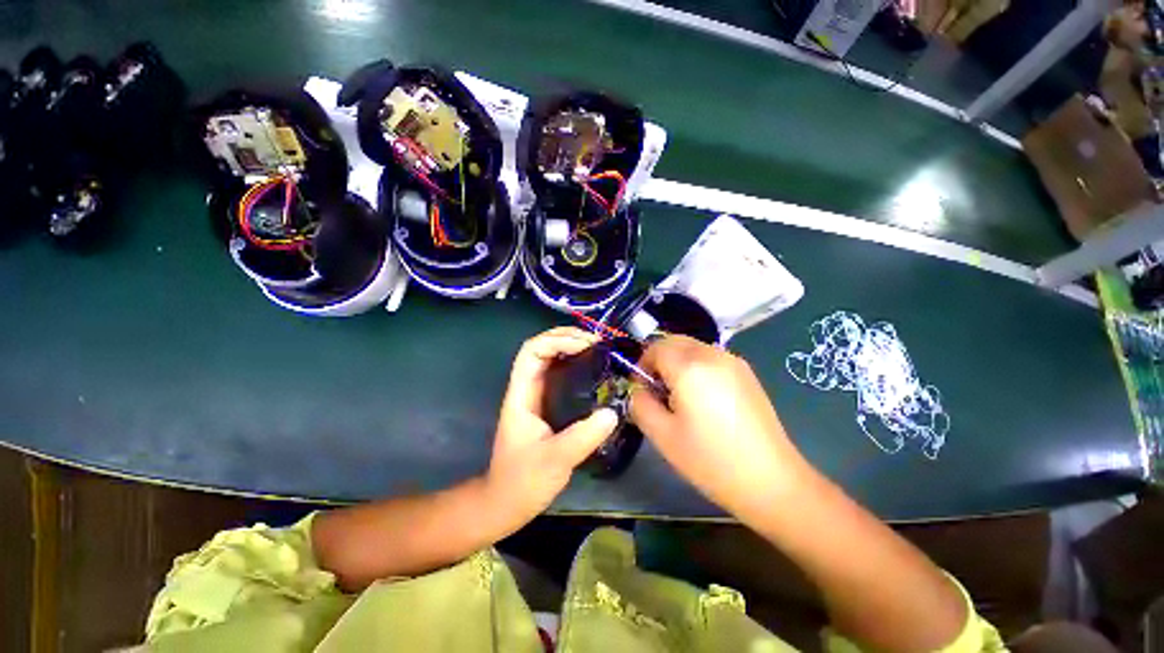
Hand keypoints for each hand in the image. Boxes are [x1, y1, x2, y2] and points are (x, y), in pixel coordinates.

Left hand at [486, 327, 618, 528]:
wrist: (506, 501)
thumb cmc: (523, 481)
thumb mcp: (555, 460)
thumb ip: (584, 436)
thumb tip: (613, 412)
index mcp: (522, 395)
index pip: (532, 352)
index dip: (556, 340)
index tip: (586, 345)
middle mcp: (527, 389)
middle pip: (541, 348)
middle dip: (566, 338)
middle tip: (597, 342)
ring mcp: (536, 396)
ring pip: (550, 359)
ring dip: (571, 348)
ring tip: (598, 349)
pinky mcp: (546, 405)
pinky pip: (560, 375)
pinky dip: (575, 365)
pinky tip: (594, 370)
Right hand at [630, 336, 808, 521]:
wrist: (771, 482)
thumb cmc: (710, 460)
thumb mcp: (662, 435)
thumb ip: (640, 404)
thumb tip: (639, 389)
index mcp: (689, 367)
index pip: (655, 347)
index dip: (642, 365)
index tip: (643, 389)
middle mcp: (712, 355)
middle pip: (674, 341)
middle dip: (659, 359)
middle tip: (659, 391)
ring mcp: (733, 361)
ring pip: (693, 347)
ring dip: (678, 361)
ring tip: (682, 396)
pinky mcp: (747, 373)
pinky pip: (711, 357)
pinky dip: (697, 366)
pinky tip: (705, 398)